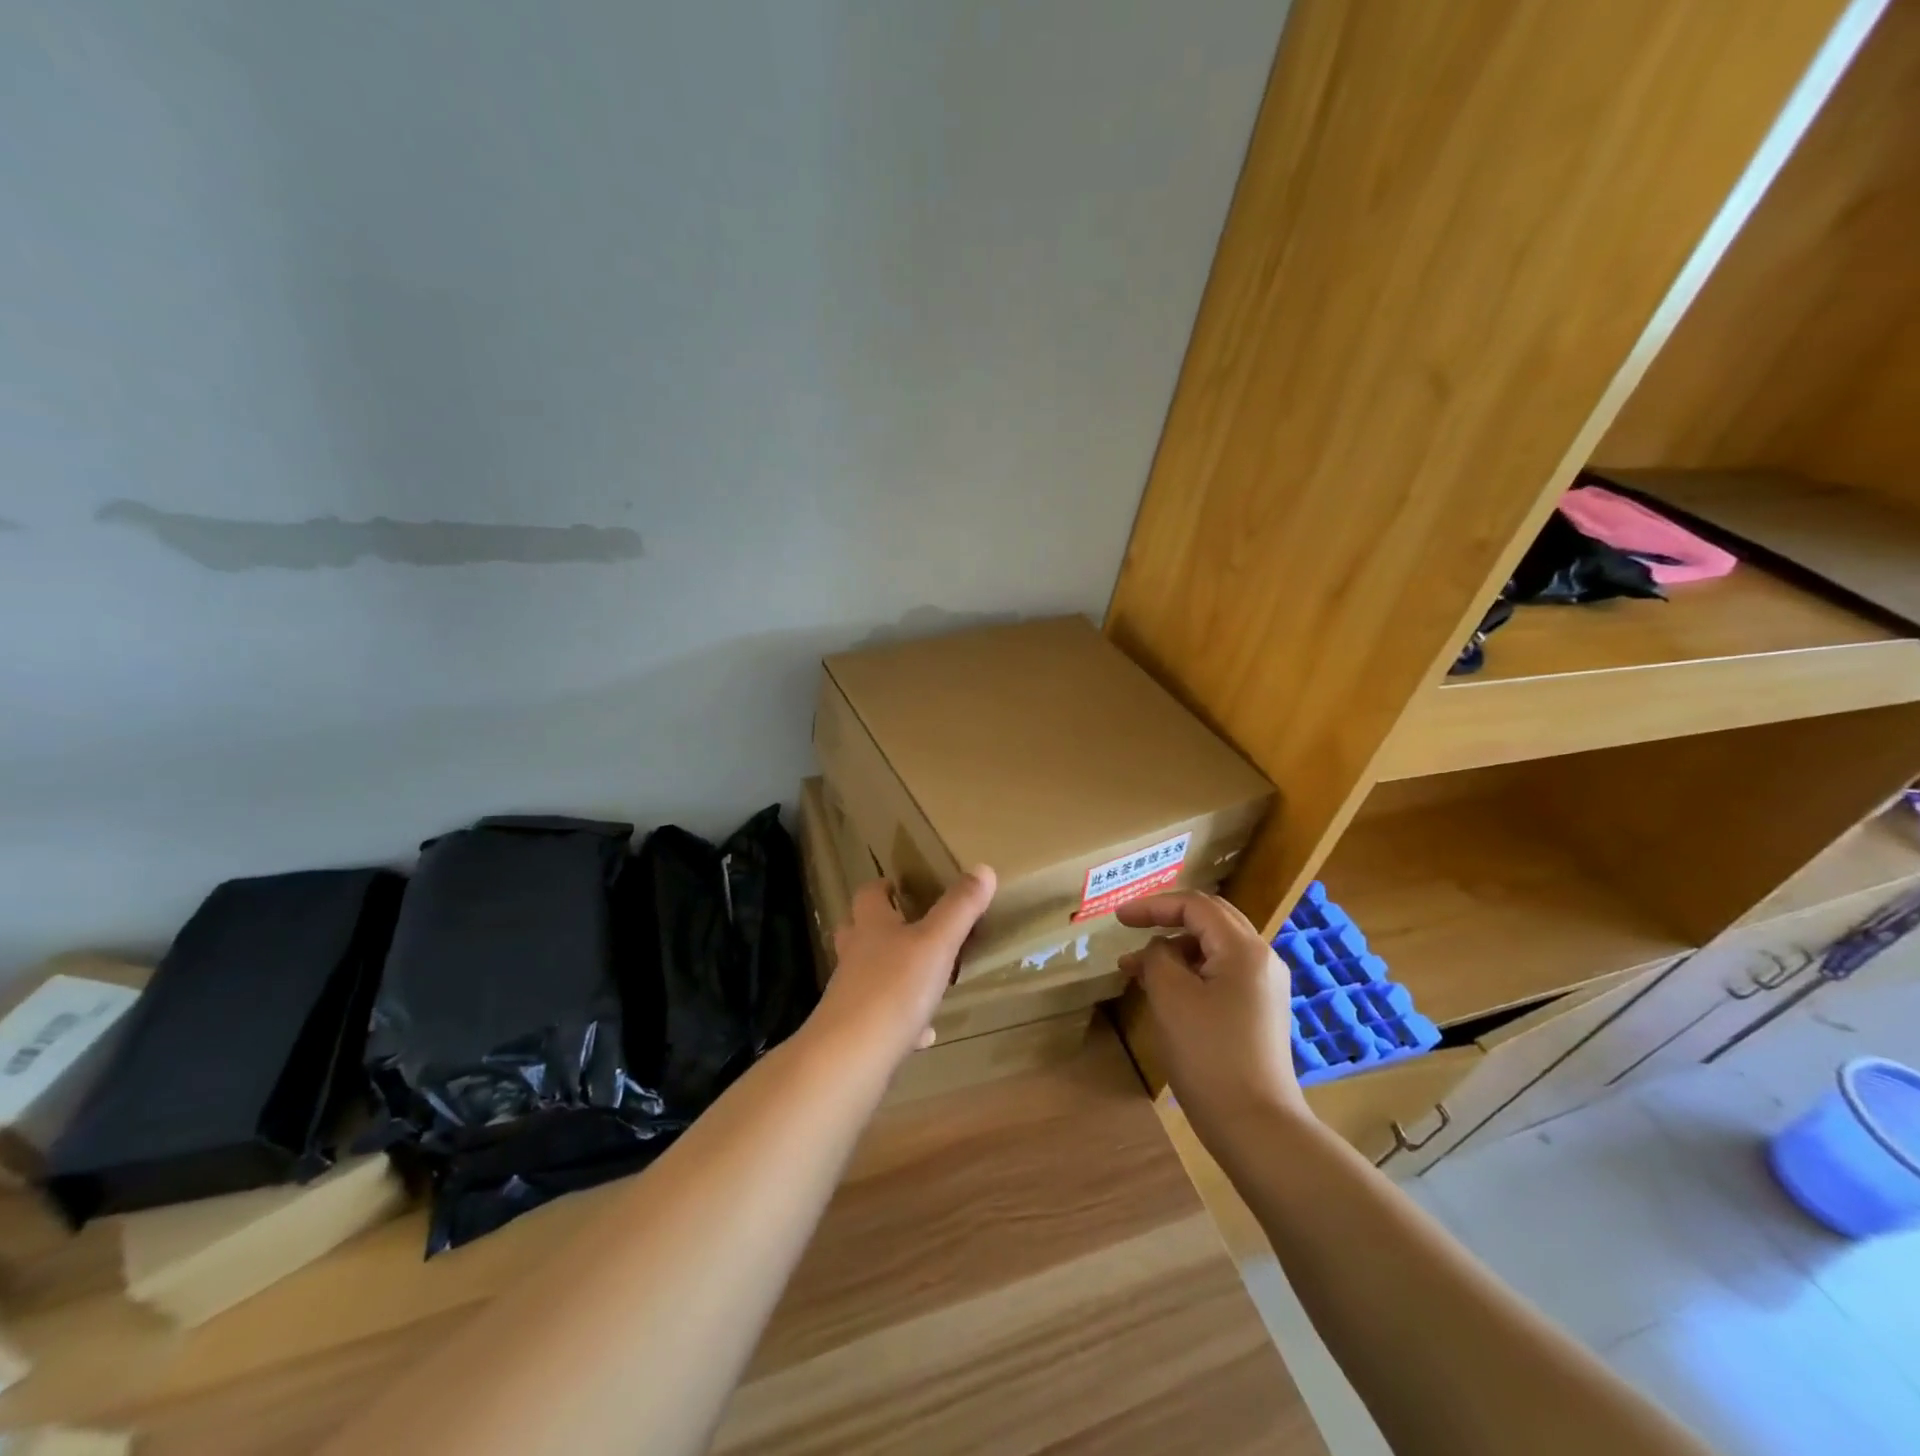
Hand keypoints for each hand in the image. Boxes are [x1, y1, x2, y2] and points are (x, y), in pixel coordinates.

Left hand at [811, 867, 996, 1063]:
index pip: (869, 895)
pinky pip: (881, 1019)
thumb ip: (959, 908)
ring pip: (868, 974)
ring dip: (891, 973)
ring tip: (922, 978)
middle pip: (858, 932)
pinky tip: (924, 1033)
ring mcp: (851, 994)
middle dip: (879, 927)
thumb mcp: (937, 942)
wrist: (851, 1056)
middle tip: (908, 926)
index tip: (899, 885)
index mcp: (872, 927)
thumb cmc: (894, 987)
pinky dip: (902, 1021)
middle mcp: (856, 955)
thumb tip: (983, 869)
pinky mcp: (856, 1031)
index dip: (882, 887)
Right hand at [1117, 891, 1305, 1134]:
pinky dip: (1191, 970)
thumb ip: (1158, 957)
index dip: (1153, 906)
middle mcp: (1262, 959)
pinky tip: (1165, 990)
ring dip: (1176, 948)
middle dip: (1167, 920)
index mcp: (1244, 948)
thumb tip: (1160, 950)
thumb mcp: (1171, 997)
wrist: (1257, 1126)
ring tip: (1138, 969)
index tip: (1118, 919)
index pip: (1195, 905)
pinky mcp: (1261, 1011)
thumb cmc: (1209, 1054)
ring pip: (1215, 947)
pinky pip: (1222, 972)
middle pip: (1211, 918)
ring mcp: (1265, 986)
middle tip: (1131, 929)